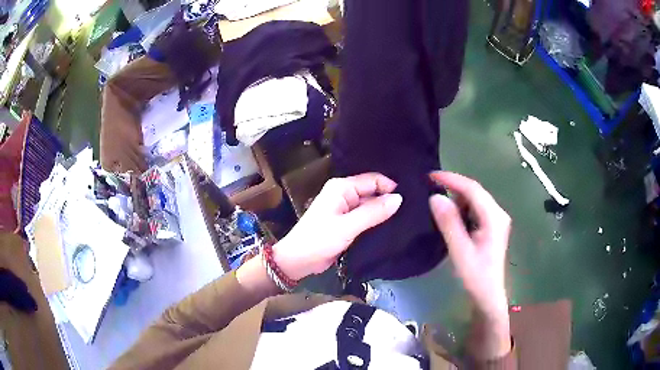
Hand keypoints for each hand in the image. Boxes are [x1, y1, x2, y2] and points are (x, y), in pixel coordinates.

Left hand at [273, 173, 402, 280]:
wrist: (298, 261)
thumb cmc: (318, 240)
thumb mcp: (347, 227)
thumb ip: (373, 212)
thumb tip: (399, 198)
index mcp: (342, 187)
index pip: (373, 180)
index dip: (391, 188)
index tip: (410, 200)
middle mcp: (345, 194)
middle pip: (373, 192)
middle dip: (389, 200)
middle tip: (411, 211)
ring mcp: (346, 209)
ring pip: (370, 206)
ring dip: (384, 212)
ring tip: (406, 219)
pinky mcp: (347, 223)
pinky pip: (366, 218)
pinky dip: (376, 222)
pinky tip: (392, 227)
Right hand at [429, 171, 511, 359]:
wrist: (488, 295)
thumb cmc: (476, 276)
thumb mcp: (460, 250)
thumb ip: (449, 223)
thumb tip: (435, 197)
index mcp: (494, 217)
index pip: (473, 189)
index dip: (451, 179)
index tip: (430, 176)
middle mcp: (498, 213)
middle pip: (474, 192)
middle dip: (453, 188)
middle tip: (430, 189)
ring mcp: (495, 219)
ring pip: (474, 200)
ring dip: (456, 200)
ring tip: (437, 205)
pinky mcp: (491, 226)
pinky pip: (474, 210)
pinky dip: (461, 209)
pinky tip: (450, 218)